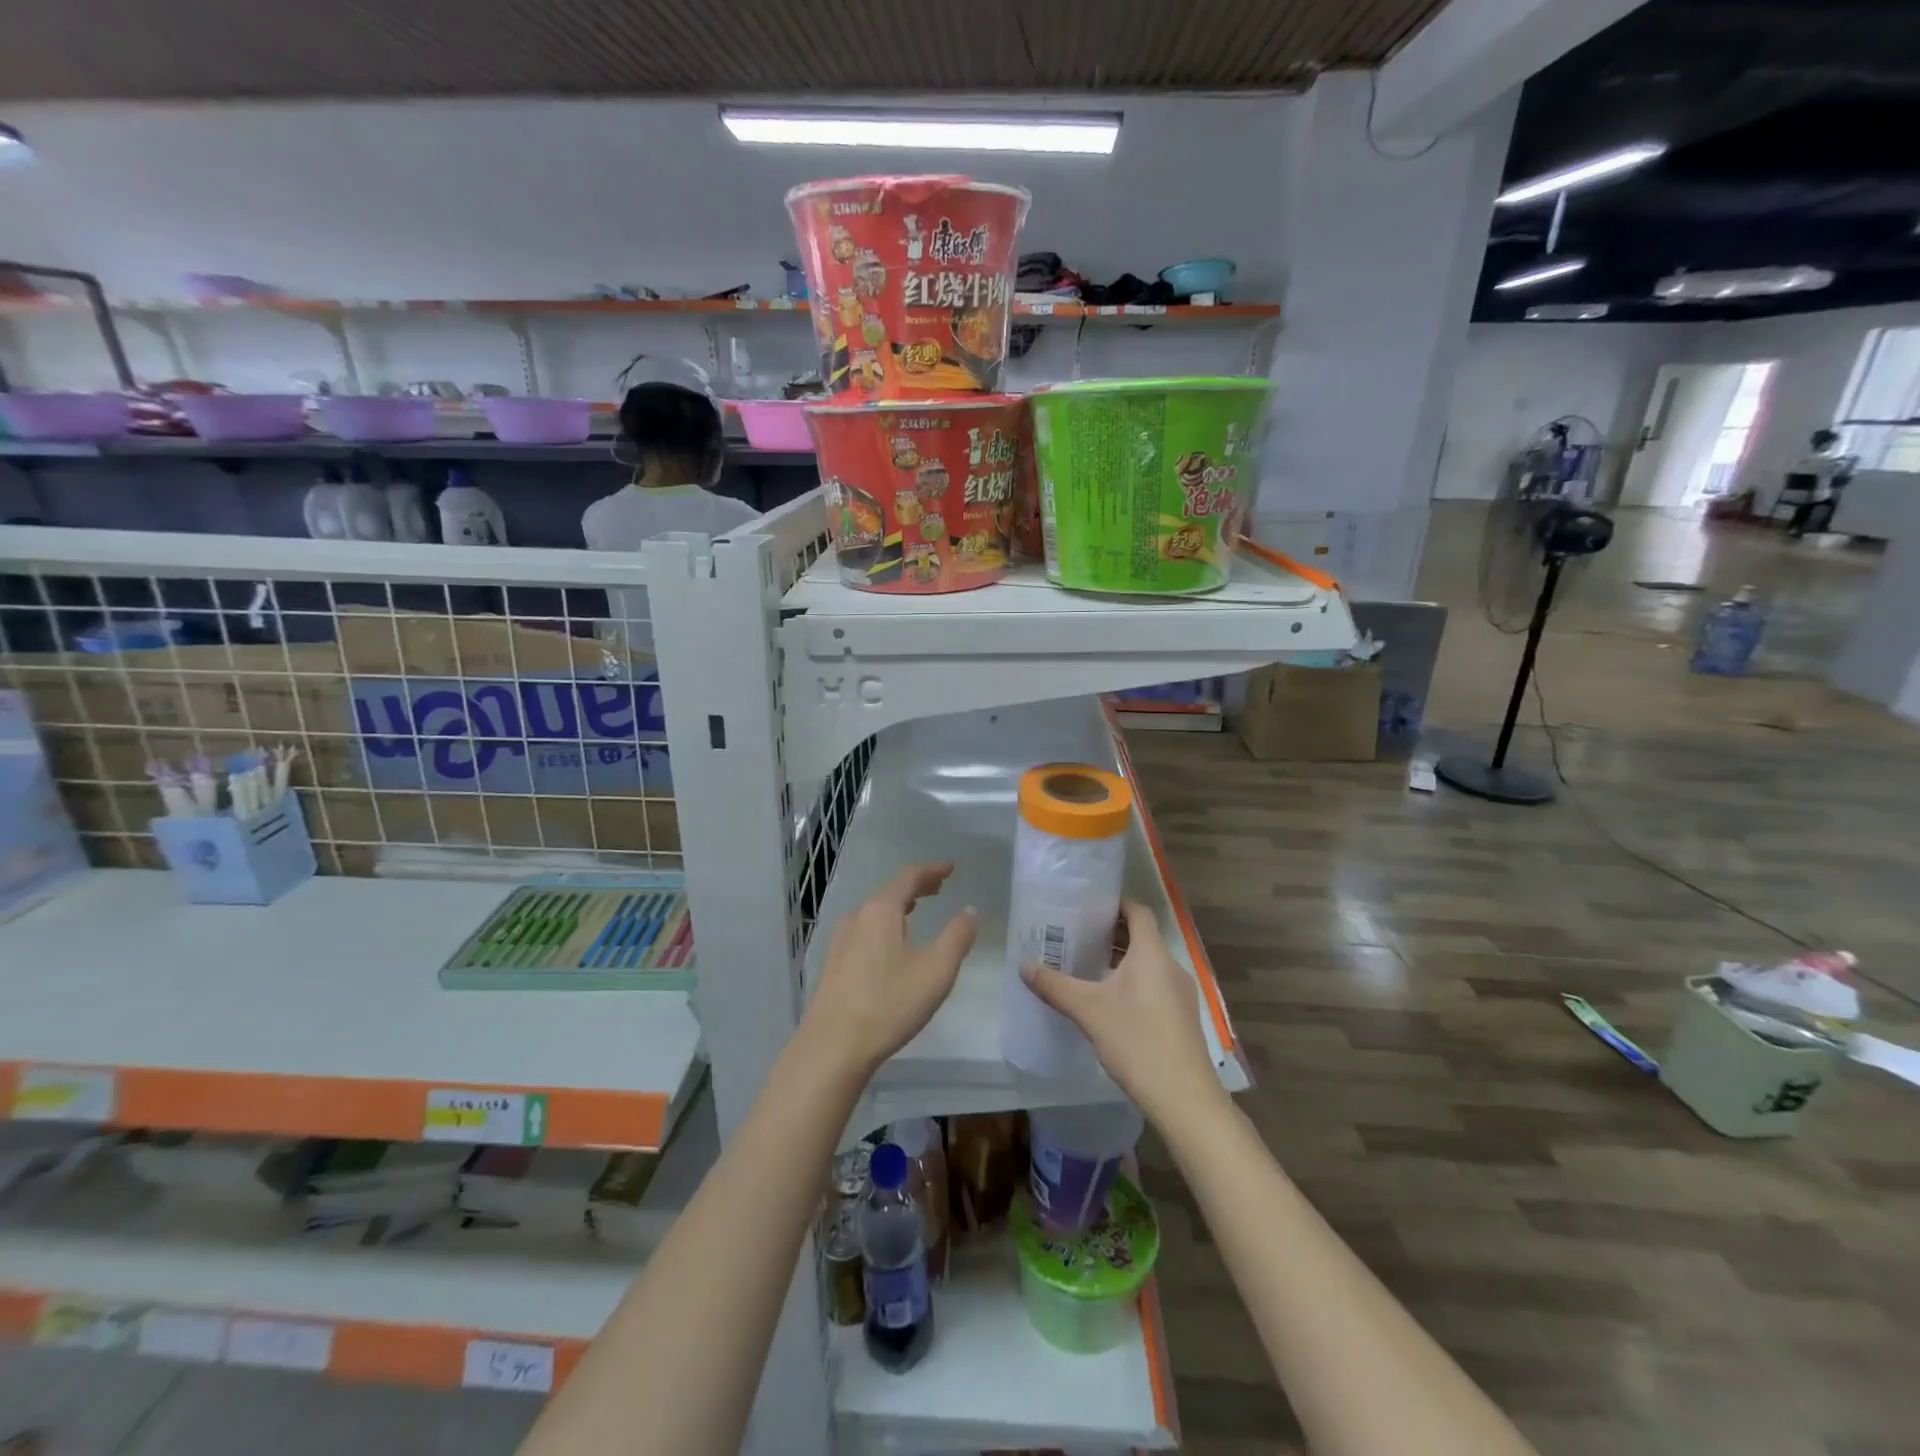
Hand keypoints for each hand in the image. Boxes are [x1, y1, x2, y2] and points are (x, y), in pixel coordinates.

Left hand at [802, 863, 978, 1077]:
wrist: (833, 1047)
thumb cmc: (889, 1004)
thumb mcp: (936, 971)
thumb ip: (957, 937)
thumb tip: (970, 911)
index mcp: (881, 911)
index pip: (908, 877)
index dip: (932, 870)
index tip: (950, 868)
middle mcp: (857, 917)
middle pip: (890, 891)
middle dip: (916, 886)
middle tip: (939, 887)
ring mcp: (841, 940)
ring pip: (875, 912)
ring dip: (899, 906)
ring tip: (917, 910)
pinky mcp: (834, 963)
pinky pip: (865, 929)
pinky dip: (885, 924)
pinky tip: (892, 944)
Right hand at [1022, 899, 1227, 1125]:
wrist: (1184, 1098)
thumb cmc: (1136, 1042)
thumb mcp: (1088, 1011)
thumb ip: (1055, 986)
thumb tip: (1023, 965)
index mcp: (1152, 954)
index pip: (1138, 911)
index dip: (1115, 904)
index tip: (1087, 906)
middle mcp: (1170, 966)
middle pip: (1142, 936)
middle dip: (1111, 934)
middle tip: (1077, 936)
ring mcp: (1180, 993)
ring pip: (1148, 963)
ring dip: (1121, 960)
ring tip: (1087, 967)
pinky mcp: (1181, 1017)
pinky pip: (1155, 985)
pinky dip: (1132, 982)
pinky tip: (1109, 1002)